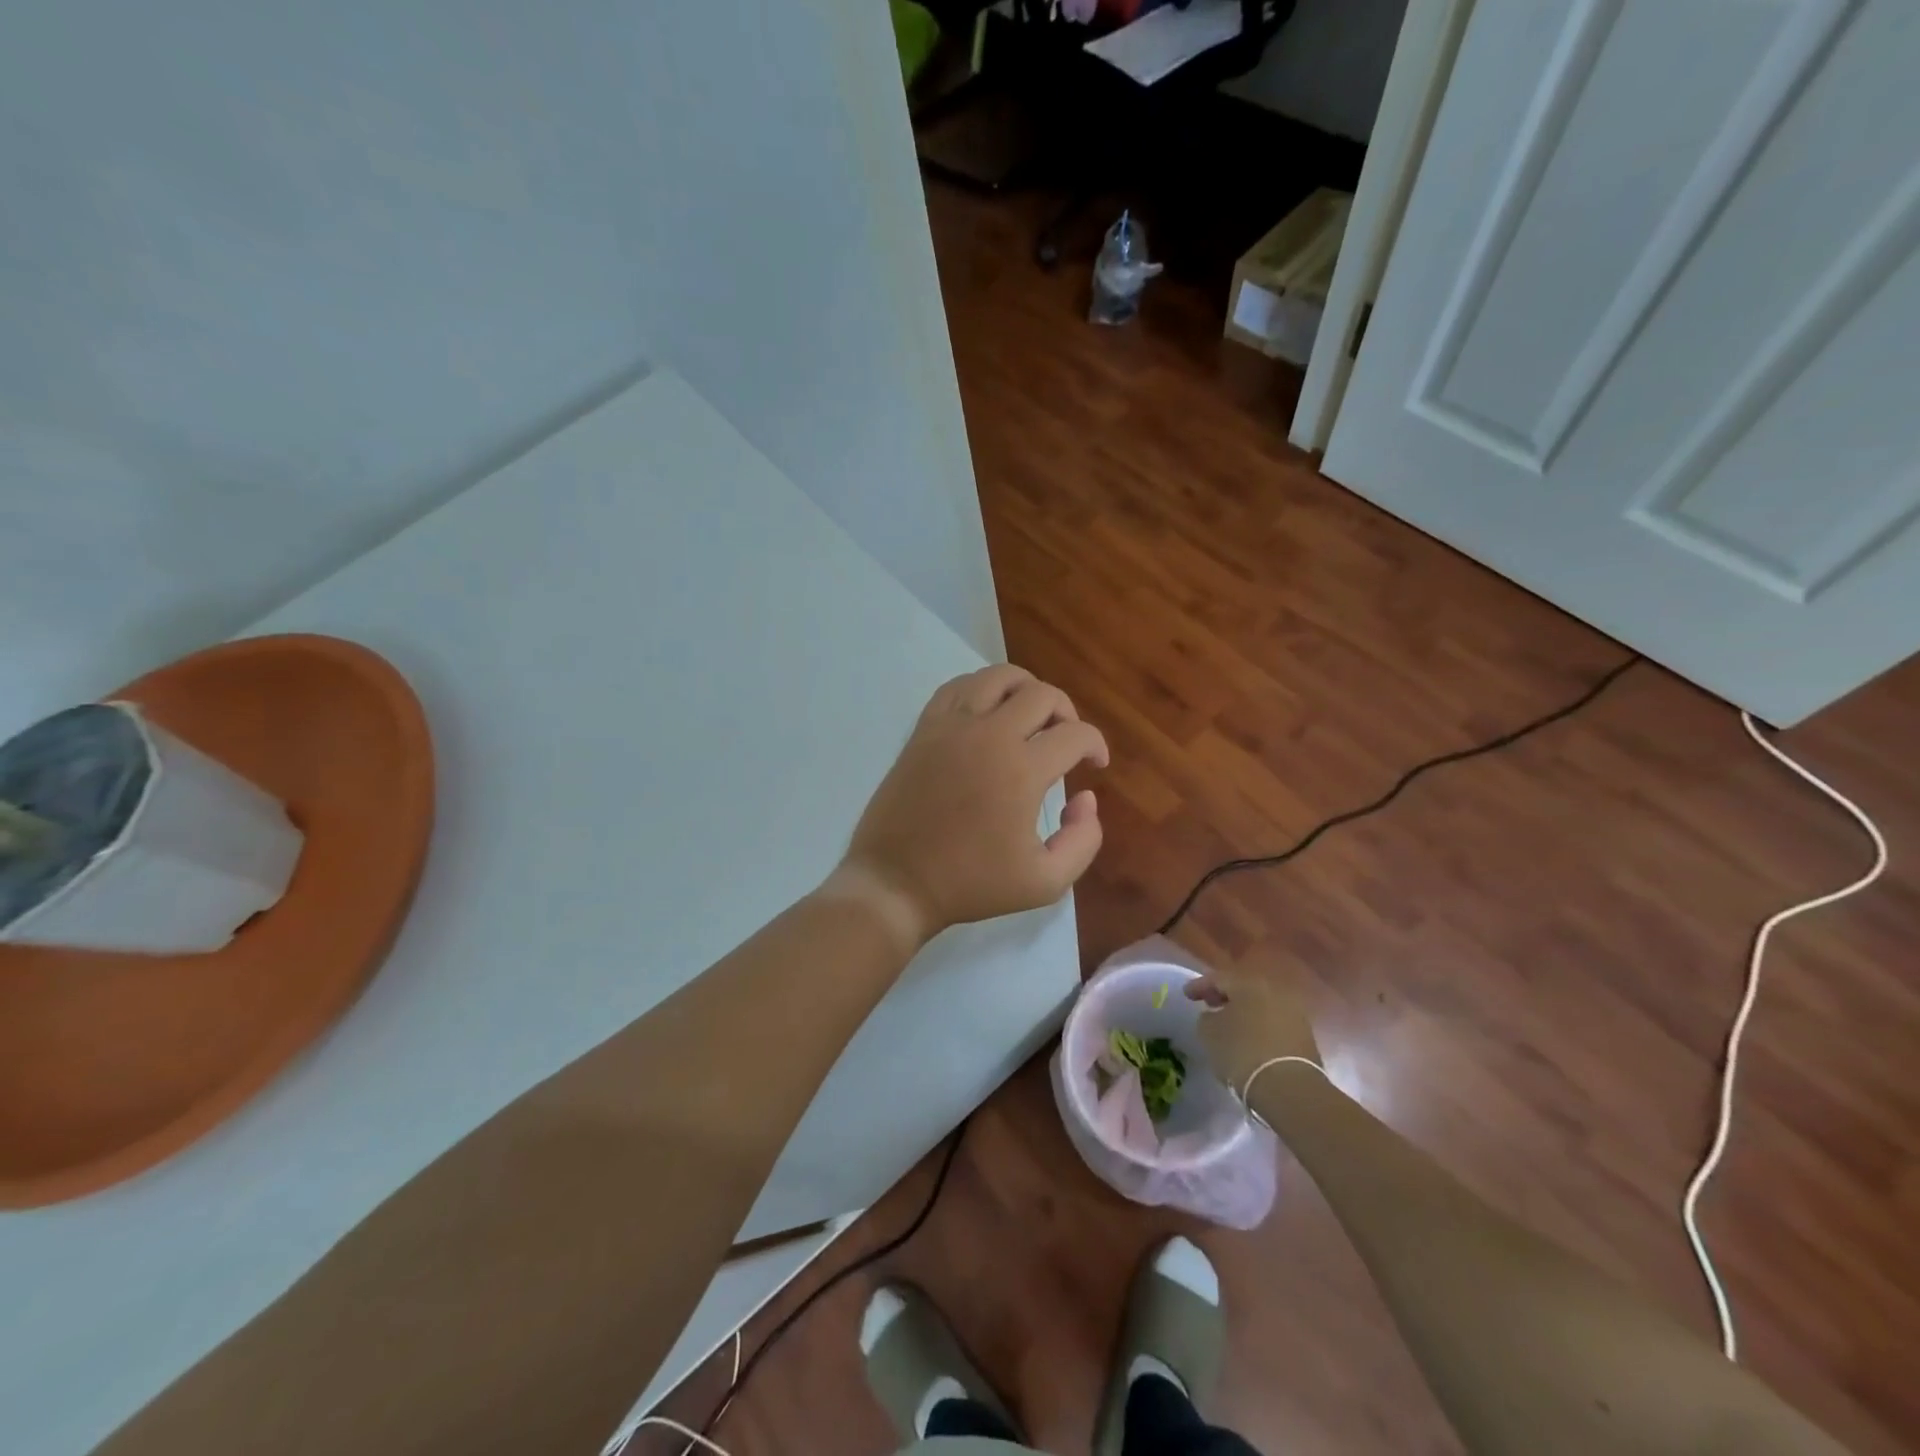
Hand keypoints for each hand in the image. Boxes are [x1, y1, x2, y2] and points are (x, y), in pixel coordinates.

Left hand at [834, 665, 1108, 948]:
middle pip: (1042, 694)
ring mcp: (952, 726)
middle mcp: (989, 735)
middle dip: (1066, 713)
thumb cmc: (971, 884)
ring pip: (999, 677)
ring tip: (1031, 718)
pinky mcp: (924, 728)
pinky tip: (988, 713)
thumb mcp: (1045, 882)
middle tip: (1066, 741)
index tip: (1095, 765)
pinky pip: (958, 686)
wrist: (897, 882)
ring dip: (1026, 690)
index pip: (1076, 734)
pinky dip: (982, 689)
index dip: (1096, 745)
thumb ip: (1083, 840)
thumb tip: (1085, 797)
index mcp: (1022, 770)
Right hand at [1185, 954, 1321, 1094]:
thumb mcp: (1209, 1033)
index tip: (1187, 996)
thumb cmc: (1242, 1053)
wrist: (1289, 1088)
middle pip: (1244, 989)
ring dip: (1244, 1013)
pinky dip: (1259, 1027)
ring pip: (1261, 1006)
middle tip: (1209, 1005)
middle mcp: (1274, 991)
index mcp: (1248, 984)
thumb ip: (1207, 1018)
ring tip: (1229, 1026)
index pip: (1219, 978)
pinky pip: (1274, 1023)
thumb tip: (1213, 1016)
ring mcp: (1294, 1013)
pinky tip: (1249, 1041)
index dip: (1199, 986)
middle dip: (1225, 997)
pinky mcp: (1305, 1036)